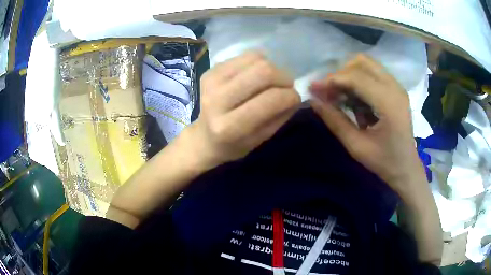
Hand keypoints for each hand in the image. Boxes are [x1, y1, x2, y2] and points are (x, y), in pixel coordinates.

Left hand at [188, 52, 300, 165]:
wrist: (204, 137)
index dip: (291, 96)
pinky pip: (245, 55)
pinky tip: (256, 75)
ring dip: (272, 68)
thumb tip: (295, 94)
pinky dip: (259, 62)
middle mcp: (217, 100)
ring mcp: (212, 81)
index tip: (295, 99)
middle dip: (284, 77)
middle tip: (286, 86)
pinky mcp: (211, 69)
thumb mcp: (261, 139)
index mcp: (229, 126)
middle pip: (263, 71)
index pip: (270, 99)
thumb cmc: (234, 144)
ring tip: (270, 82)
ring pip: (256, 58)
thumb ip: (281, 115)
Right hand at [310, 54, 424, 195]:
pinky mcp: (396, 89)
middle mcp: (395, 88)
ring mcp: (397, 87)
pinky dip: (359, 80)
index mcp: (388, 103)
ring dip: (349, 75)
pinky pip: (373, 73)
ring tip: (339, 95)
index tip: (313, 88)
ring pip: (367, 64)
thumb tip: (313, 100)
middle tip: (328, 92)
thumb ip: (335, 120)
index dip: (331, 80)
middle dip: (340, 74)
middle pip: (361, 62)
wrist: (406, 168)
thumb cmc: (384, 162)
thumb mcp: (356, 146)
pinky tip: (354, 99)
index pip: (356, 77)